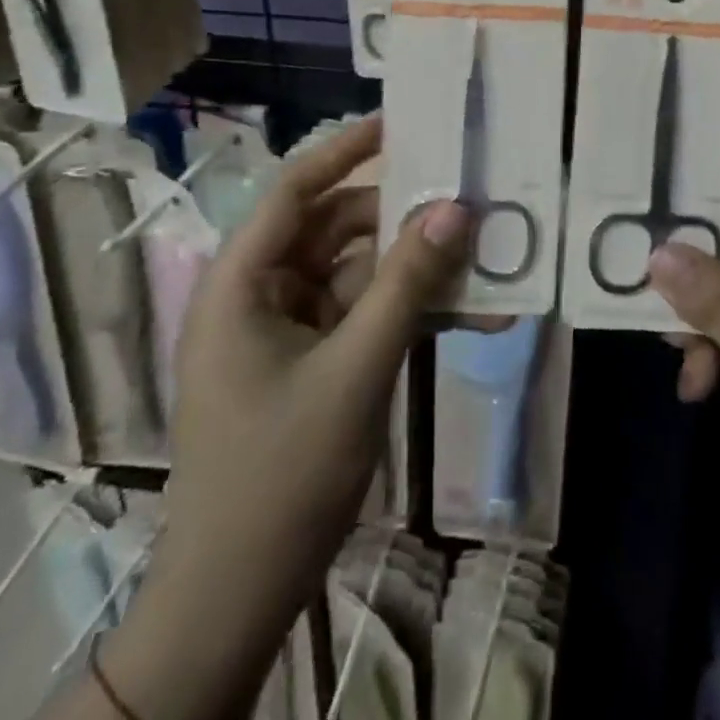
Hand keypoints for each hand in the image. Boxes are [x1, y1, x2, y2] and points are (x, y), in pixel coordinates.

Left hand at [163, 114, 470, 585]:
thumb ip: (407, 283)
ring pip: (359, 273)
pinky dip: (409, 312)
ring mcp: (288, 329)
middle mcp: (261, 293)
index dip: (346, 150)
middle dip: (402, 219)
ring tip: (481, 260)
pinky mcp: (313, 360)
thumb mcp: (355, 369)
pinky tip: (469, 316)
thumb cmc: (281, 472)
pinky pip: (365, 315)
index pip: (295, 190)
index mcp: (242, 282)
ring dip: (416, 270)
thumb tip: (456, 208)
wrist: (239, 596)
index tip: (402, 123)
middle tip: (465, 202)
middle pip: (337, 229)